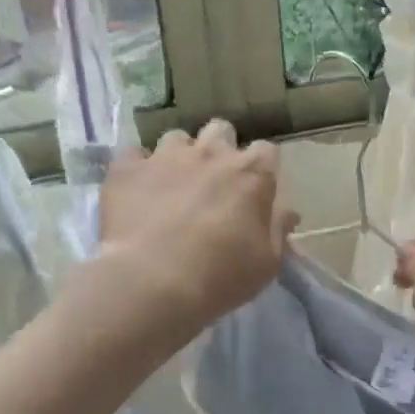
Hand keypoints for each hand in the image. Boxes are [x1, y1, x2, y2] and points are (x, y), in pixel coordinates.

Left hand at [100, 119, 297, 328]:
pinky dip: (137, 169)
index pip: (267, 150)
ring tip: (172, 184)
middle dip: (220, 149)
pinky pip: (133, 155)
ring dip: (179, 156)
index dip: (262, 167)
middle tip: (214, 181)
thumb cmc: (220, 276)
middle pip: (221, 130)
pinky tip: (136, 190)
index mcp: (251, 174)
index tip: (256, 188)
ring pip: (177, 138)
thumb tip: (288, 212)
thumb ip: (278, 230)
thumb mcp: (266, 263)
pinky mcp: (127, 169)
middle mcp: (211, 154)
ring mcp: (165, 156)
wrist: (150, 283)